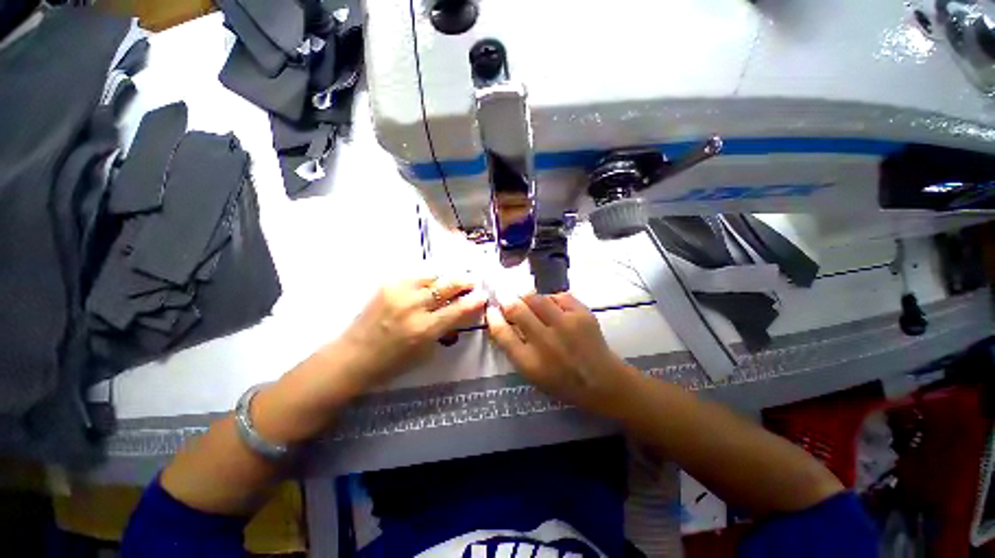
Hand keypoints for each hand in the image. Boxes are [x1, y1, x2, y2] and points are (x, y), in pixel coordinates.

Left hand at [334, 276, 487, 389]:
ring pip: (433, 275)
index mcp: (424, 329)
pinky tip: (430, 285)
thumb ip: (447, 329)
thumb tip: (463, 311)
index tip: (483, 295)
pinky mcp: (388, 284)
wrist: (353, 356)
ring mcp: (399, 292)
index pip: (458, 309)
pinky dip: (428, 280)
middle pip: (447, 285)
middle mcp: (413, 306)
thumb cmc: (392, 362)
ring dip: (446, 279)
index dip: (474, 301)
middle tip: (472, 282)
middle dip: (464, 281)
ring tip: (452, 283)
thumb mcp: (426, 351)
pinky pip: (416, 276)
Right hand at [486, 293, 637, 414]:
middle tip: (509, 300)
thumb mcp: (533, 374)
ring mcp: (566, 325)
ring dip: (528, 298)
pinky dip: (552, 299)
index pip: (502, 333)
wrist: (603, 382)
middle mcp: (546, 341)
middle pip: (517, 309)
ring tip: (531, 303)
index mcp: (530, 362)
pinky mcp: (582, 314)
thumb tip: (502, 320)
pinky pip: (558, 295)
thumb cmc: (563, 382)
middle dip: (508, 301)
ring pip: (536, 297)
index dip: (493, 317)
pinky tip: (554, 309)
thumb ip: (515, 349)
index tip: (491, 309)